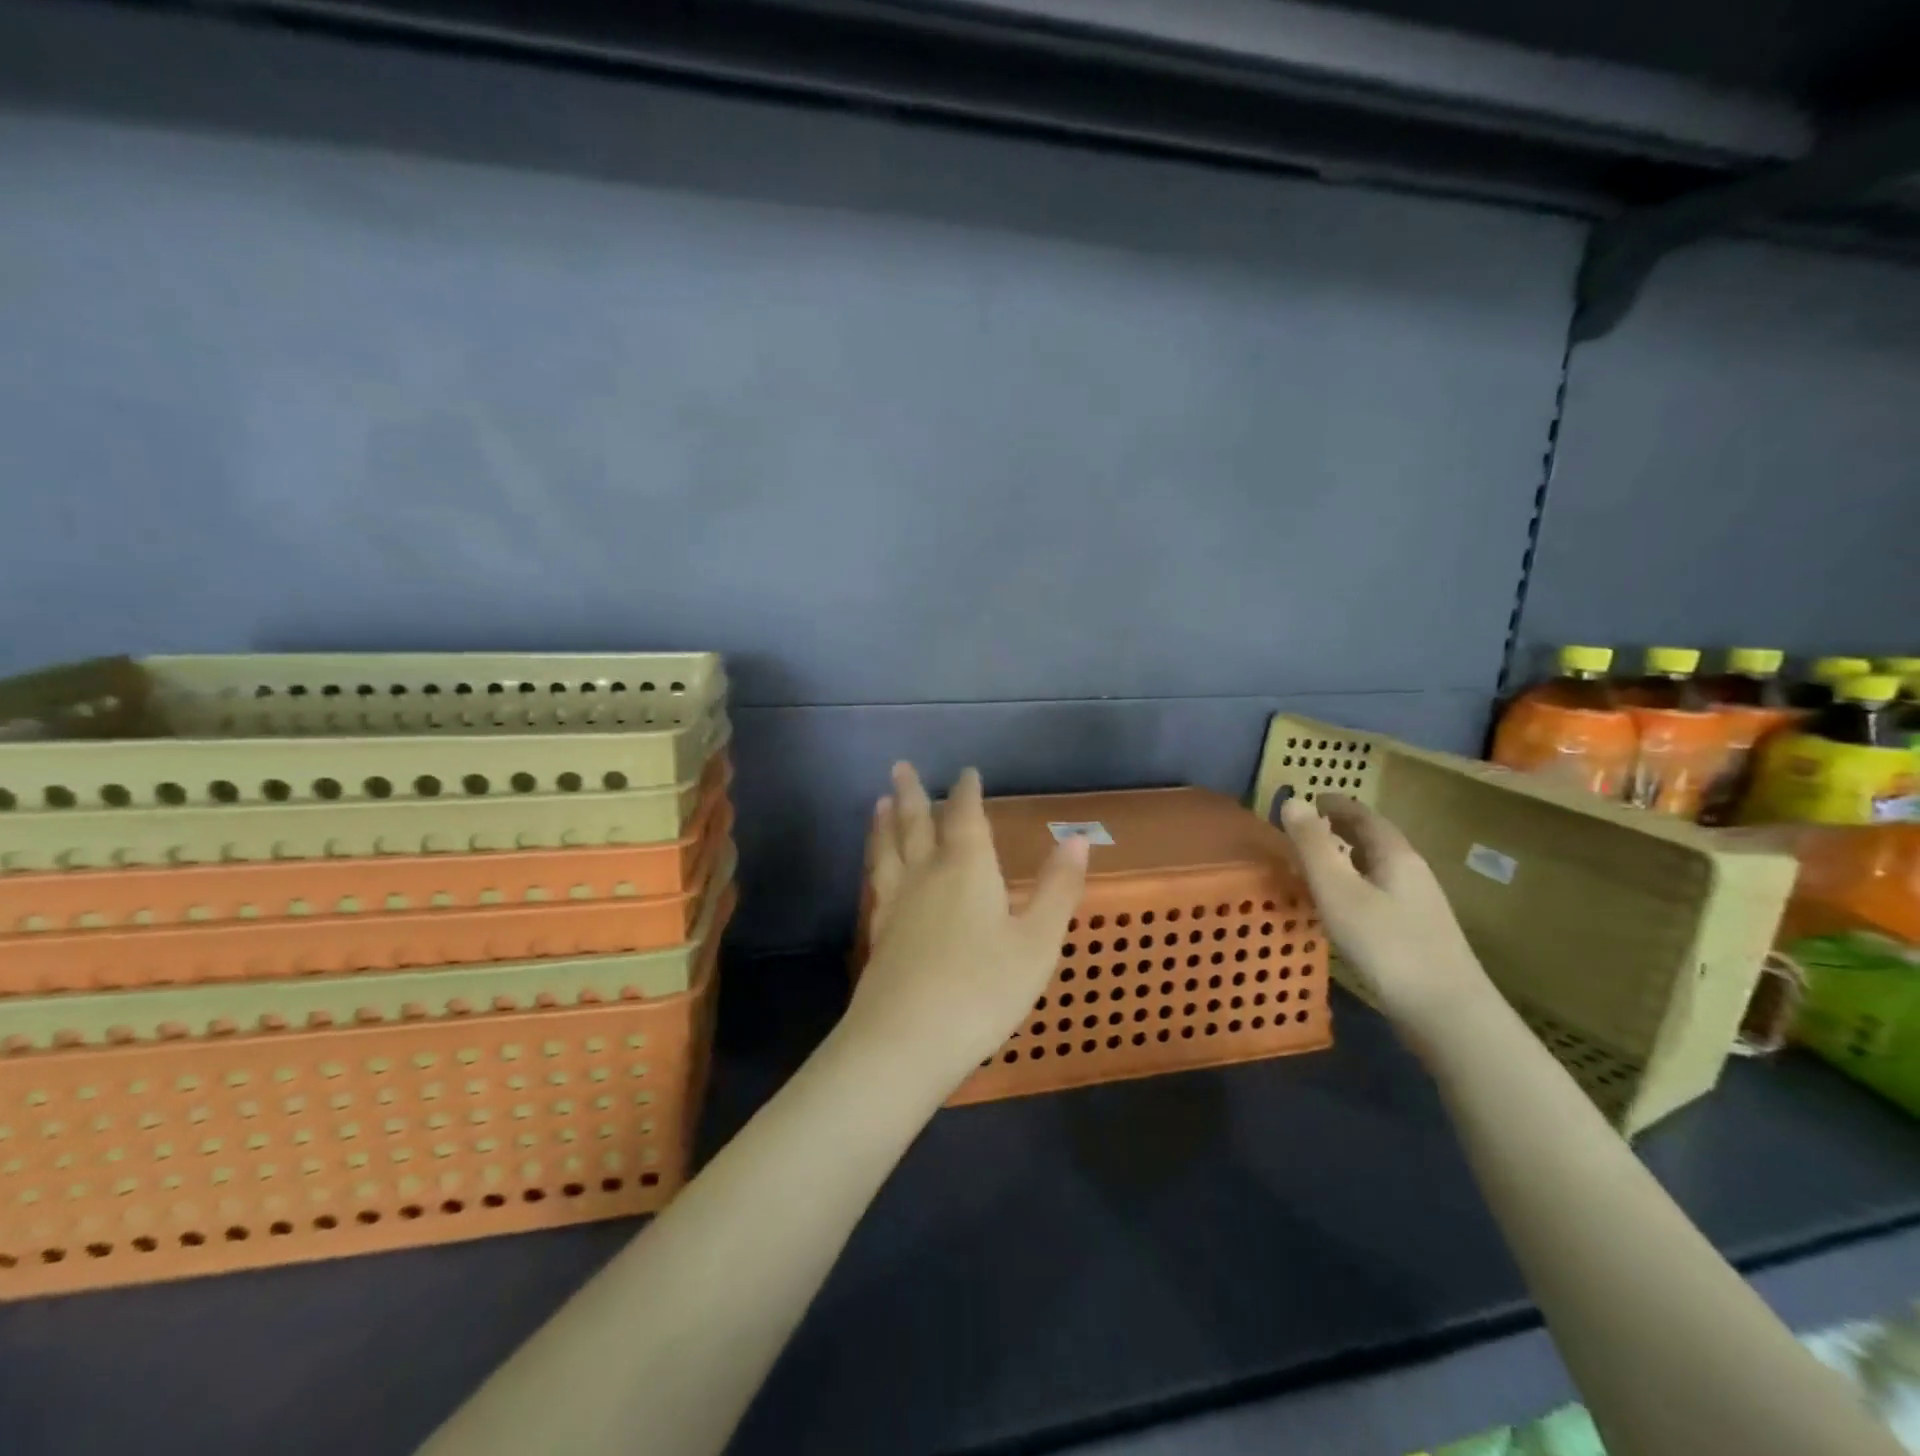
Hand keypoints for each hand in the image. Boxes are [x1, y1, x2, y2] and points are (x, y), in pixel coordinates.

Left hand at [846, 763, 1088, 1090]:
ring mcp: (897, 904)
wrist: (905, 1041)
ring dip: (886, 823)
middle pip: (916, 824)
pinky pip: (878, 882)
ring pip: (889, 850)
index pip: (966, 817)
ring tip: (881, 802)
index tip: (967, 772)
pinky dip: (877, 862)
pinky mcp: (880, 933)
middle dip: (913, 794)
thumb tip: (1079, 839)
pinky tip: (877, 870)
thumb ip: (1057, 889)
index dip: (967, 792)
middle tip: (900, 766)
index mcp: (967, 869)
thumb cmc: (982, 989)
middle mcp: (926, 875)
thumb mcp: (1036, 942)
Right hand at [1278, 792, 1491, 1033]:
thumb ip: (1313, 846)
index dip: (1335, 804)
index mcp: (1396, 855)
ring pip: (1379, 867)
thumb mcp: (1338, 891)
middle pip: (1375, 839)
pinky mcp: (1418, 934)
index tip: (1309, 799)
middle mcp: (1412, 873)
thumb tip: (1292, 799)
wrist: (1448, 1014)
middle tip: (1307, 827)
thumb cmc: (1387, 945)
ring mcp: (1419, 905)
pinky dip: (1356, 884)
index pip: (1364, 816)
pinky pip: (1380, 892)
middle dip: (1341, 828)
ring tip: (1318, 862)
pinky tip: (1343, 906)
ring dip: (1348, 857)